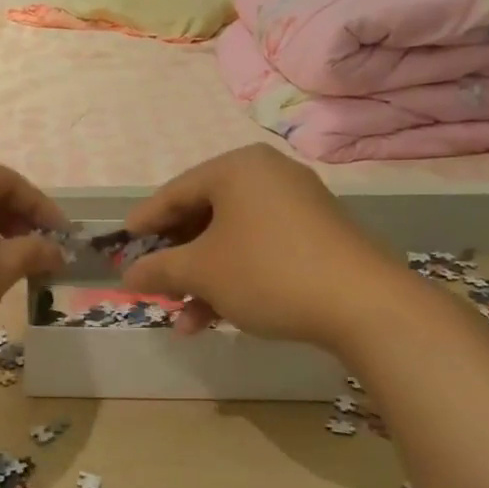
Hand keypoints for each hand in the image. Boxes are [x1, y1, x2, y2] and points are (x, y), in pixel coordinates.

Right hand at [118, 145, 417, 352]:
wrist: (366, 306)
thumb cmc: (268, 272)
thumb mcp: (202, 272)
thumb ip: (159, 269)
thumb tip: (127, 276)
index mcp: (237, 168)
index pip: (175, 191)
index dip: (145, 222)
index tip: (123, 244)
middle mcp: (267, 176)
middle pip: (204, 216)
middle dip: (176, 259)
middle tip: (154, 284)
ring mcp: (297, 205)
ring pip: (231, 240)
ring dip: (203, 280)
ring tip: (182, 319)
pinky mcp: (318, 237)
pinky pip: (260, 250)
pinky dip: (235, 279)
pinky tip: (217, 319)